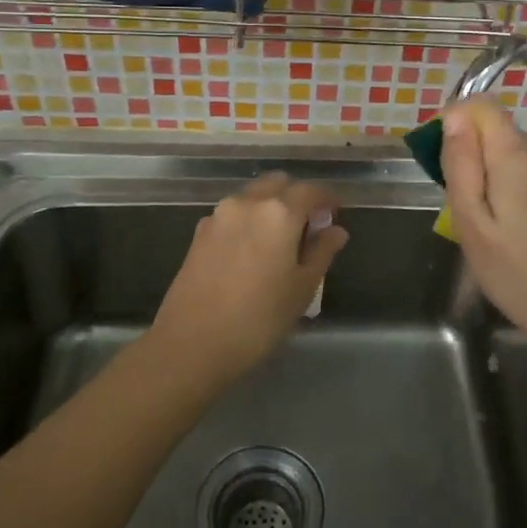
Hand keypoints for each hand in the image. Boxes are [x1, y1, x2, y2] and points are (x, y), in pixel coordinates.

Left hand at [150, 173, 349, 379]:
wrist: (190, 344)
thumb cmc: (258, 319)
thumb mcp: (301, 288)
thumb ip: (321, 252)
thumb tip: (335, 231)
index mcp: (279, 212)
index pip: (311, 190)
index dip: (327, 199)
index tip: (335, 214)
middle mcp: (248, 203)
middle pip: (278, 183)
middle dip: (296, 197)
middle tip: (308, 226)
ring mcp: (219, 215)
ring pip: (253, 196)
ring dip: (270, 207)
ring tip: (280, 241)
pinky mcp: (199, 232)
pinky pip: (232, 214)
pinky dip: (248, 220)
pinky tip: (251, 252)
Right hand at [441, 98, 526, 352]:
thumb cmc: (517, 274)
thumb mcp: (472, 223)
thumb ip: (461, 165)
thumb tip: (454, 116)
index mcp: (518, 156)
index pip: (483, 105)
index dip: (456, 121)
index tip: (443, 161)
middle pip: (497, 131)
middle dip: (471, 156)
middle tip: (461, 209)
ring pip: (512, 154)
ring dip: (490, 176)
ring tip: (486, 226)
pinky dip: (511, 189)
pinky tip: (511, 230)